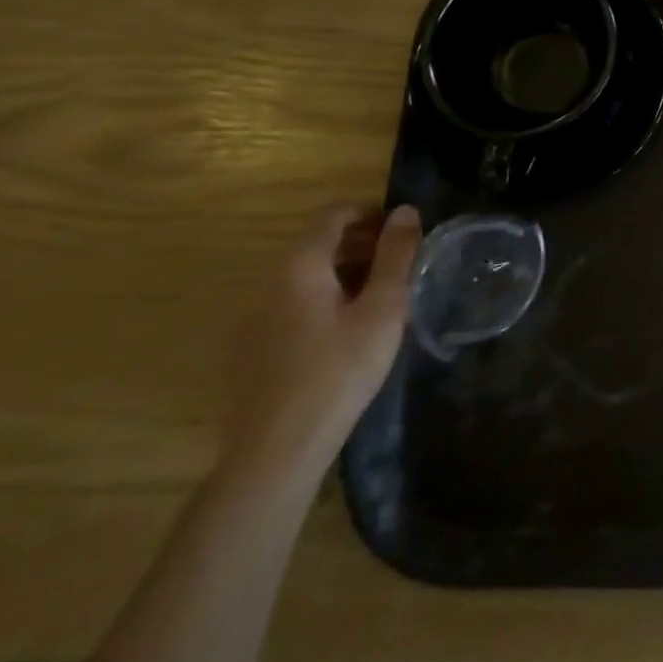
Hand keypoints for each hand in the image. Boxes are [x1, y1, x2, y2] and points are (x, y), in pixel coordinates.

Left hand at [224, 205, 420, 481]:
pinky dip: (328, 301)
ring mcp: (257, 316)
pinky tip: (351, 333)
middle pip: (322, 244)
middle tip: (405, 267)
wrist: (277, 451)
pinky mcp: (254, 347)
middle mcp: (271, 281)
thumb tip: (406, 210)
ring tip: (385, 300)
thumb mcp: (383, 308)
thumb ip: (396, 255)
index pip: (336, 215)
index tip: (407, 232)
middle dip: (365, 246)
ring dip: (349, 275)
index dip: (374, 214)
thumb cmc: (339, 370)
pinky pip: (297, 305)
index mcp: (300, 265)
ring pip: (311, 277)